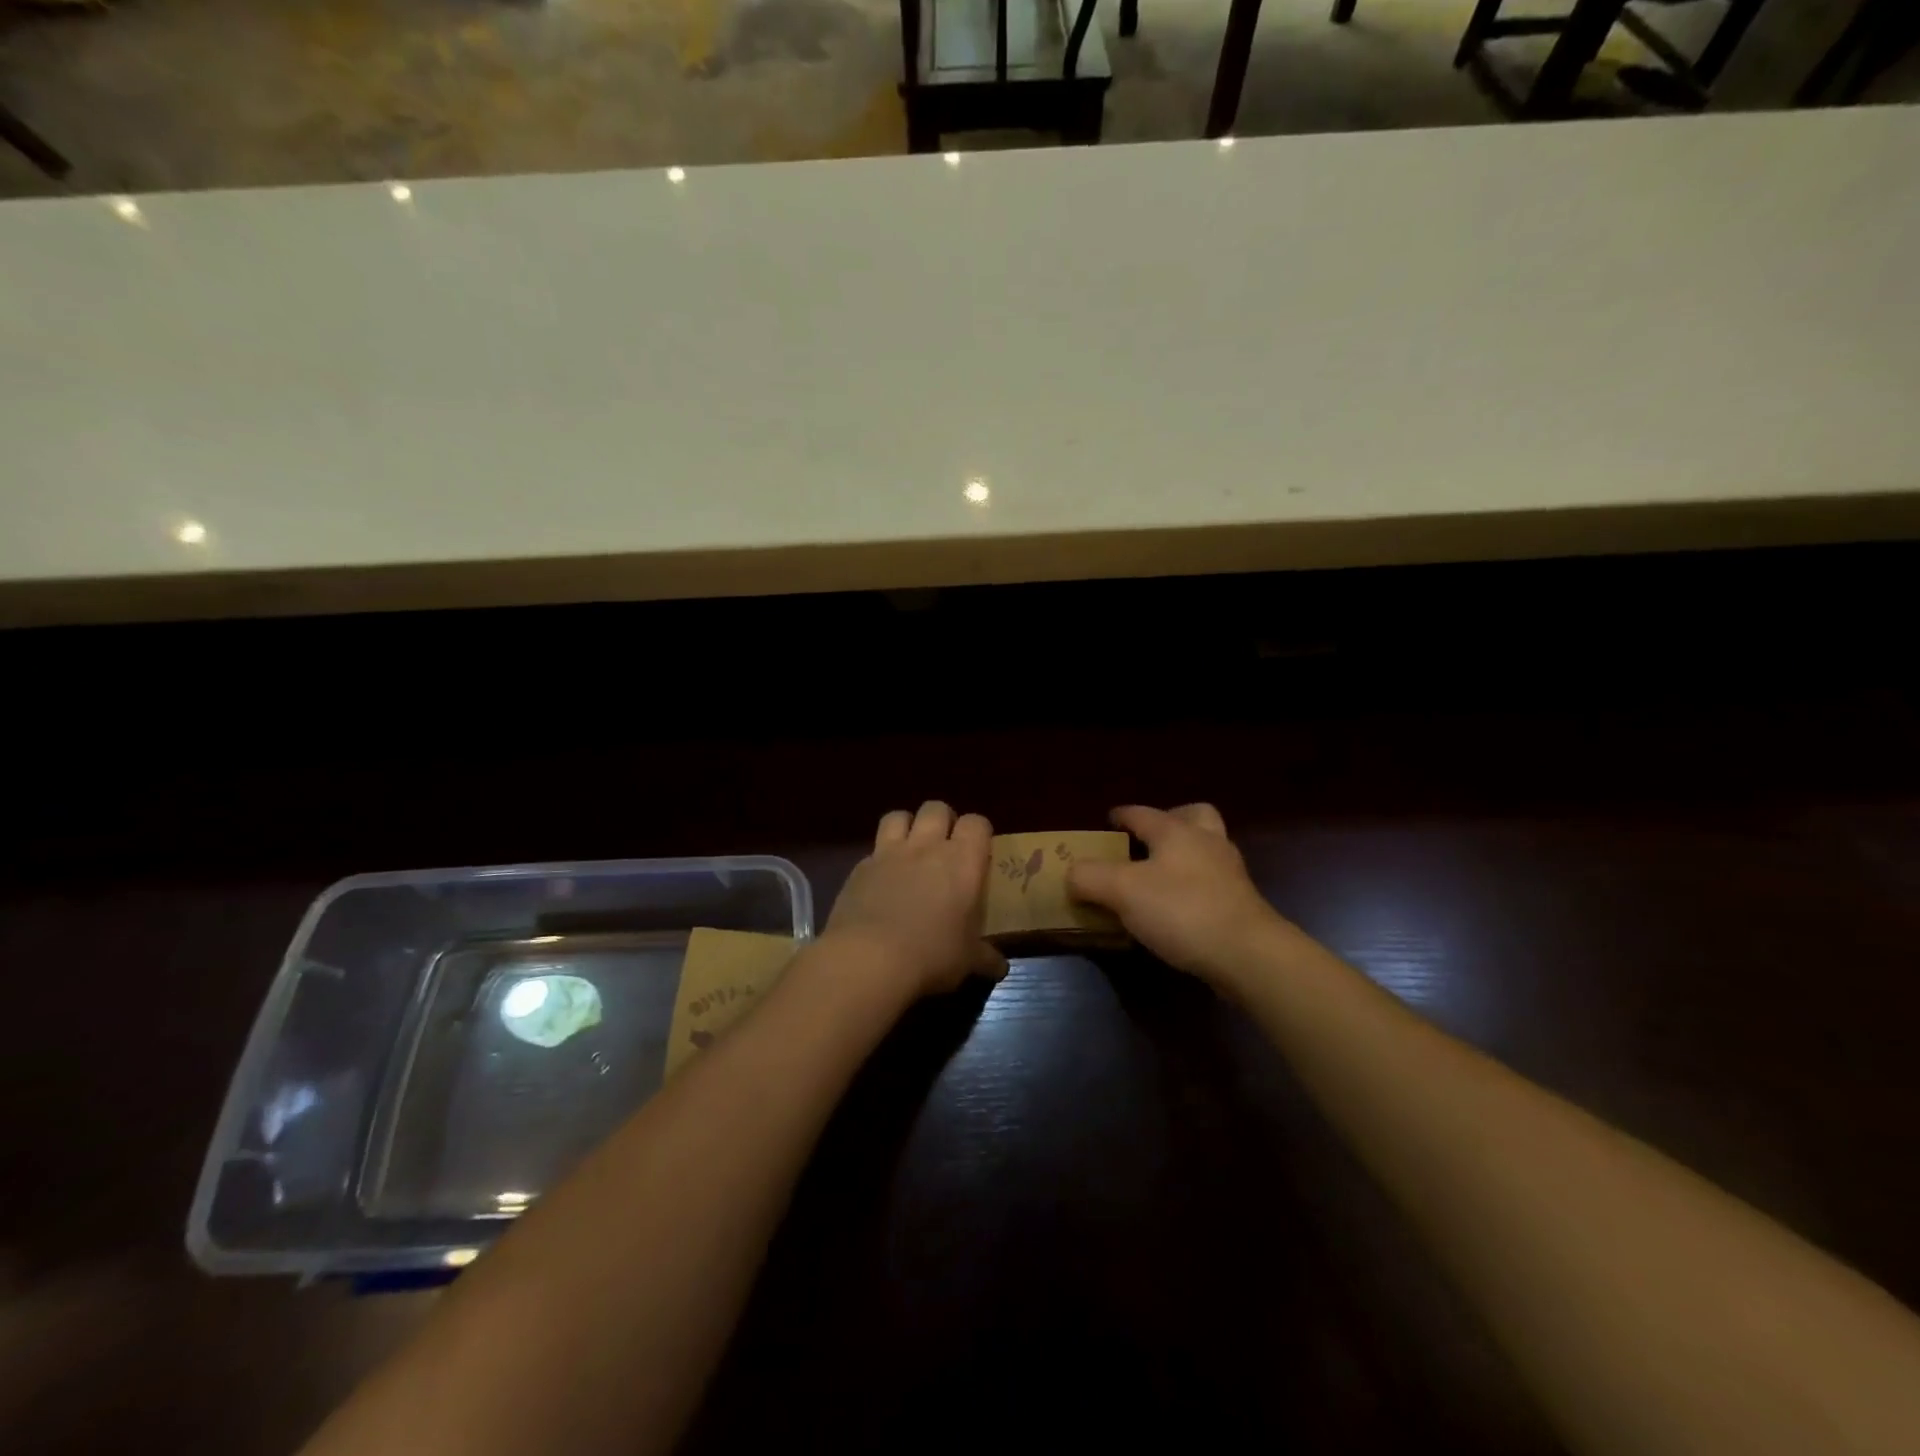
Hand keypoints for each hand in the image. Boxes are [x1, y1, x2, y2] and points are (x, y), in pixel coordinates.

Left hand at [820, 801, 1007, 1000]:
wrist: (869, 958)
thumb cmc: (932, 955)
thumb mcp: (967, 961)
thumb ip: (985, 957)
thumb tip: (1000, 967)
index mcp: (962, 861)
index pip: (977, 823)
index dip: (978, 832)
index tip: (978, 851)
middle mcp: (927, 847)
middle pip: (936, 808)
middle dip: (942, 820)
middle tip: (945, 846)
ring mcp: (889, 853)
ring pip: (898, 816)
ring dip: (906, 826)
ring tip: (910, 850)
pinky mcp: (860, 868)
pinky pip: (872, 850)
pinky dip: (879, 859)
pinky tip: (880, 882)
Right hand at [1067, 804, 1292, 988]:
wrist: (1248, 955)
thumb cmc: (1182, 911)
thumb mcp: (1122, 891)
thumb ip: (1089, 877)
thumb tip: (1071, 873)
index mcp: (1176, 831)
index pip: (1142, 813)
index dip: (1121, 815)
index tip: (1107, 821)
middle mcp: (1206, 842)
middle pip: (1191, 816)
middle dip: (1169, 821)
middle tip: (1146, 841)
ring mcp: (1229, 873)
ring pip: (1206, 848)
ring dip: (1184, 854)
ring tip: (1158, 876)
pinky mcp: (1240, 904)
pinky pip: (1212, 881)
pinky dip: (1193, 885)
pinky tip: (1177, 907)